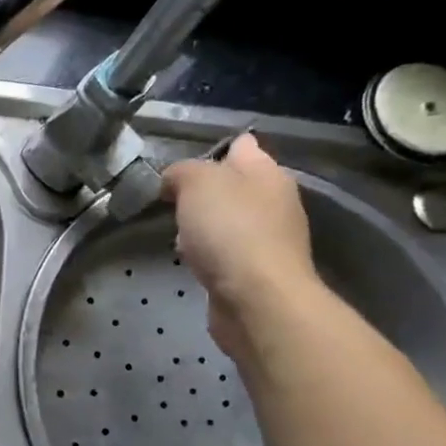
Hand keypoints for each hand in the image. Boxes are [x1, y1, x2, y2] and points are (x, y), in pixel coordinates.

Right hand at [159, 133, 317, 359]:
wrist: (256, 298)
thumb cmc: (229, 230)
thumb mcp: (196, 182)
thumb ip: (181, 171)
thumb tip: (174, 181)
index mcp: (267, 172)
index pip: (241, 146)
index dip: (210, 151)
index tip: (178, 167)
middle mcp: (274, 201)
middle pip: (232, 185)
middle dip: (201, 192)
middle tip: (171, 202)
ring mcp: (268, 238)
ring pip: (227, 220)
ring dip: (202, 225)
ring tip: (177, 234)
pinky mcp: (256, 270)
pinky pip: (226, 251)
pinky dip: (207, 253)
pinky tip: (192, 261)